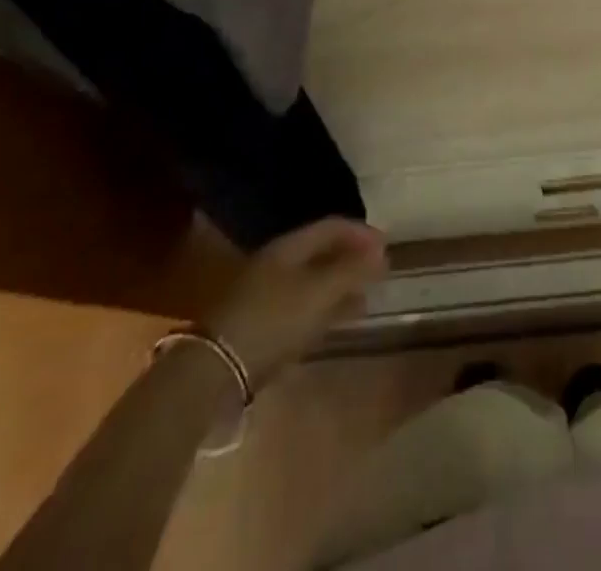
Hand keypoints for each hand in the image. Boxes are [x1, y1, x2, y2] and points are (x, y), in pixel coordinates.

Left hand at [203, 218, 387, 386]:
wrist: (213, 372)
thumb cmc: (272, 321)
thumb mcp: (318, 293)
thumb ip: (351, 270)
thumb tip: (381, 251)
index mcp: (288, 247)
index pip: (331, 226)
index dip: (361, 232)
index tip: (387, 245)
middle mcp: (275, 264)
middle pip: (320, 252)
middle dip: (351, 259)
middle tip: (378, 271)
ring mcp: (264, 295)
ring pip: (311, 281)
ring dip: (339, 286)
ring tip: (364, 298)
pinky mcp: (258, 325)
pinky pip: (300, 306)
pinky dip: (322, 309)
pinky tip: (334, 323)